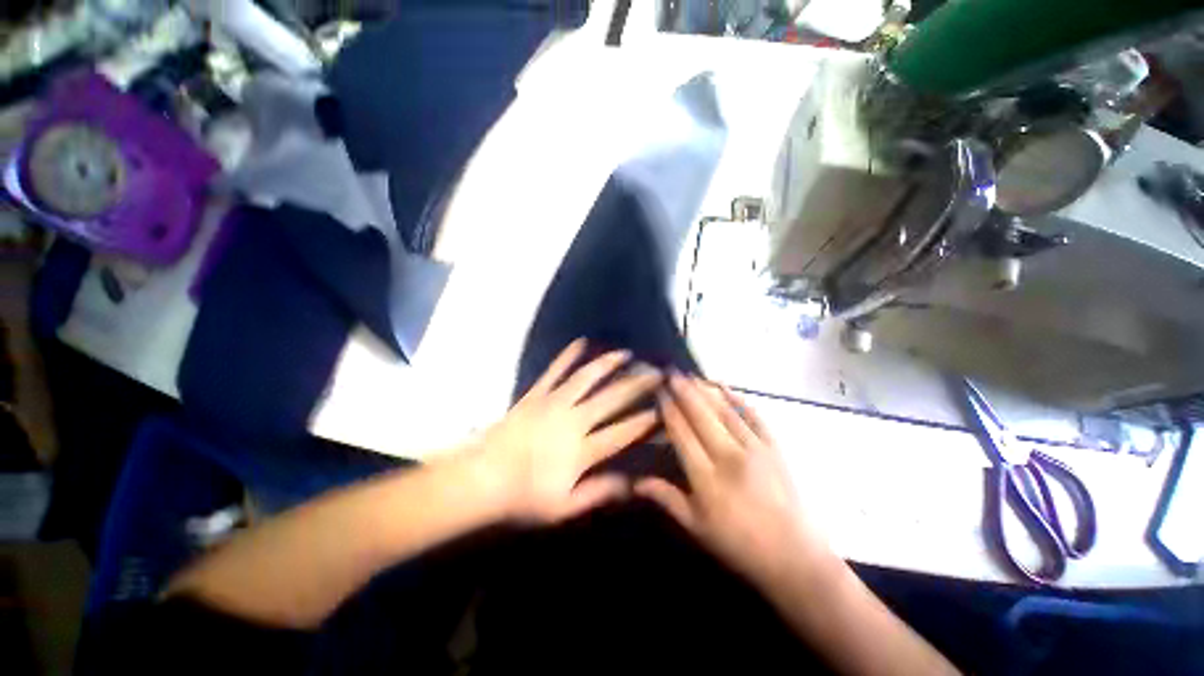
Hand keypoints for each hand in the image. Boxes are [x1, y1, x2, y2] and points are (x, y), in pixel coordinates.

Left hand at [468, 339, 660, 523]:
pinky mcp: (536, 394)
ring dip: (608, 364)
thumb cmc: (522, 497)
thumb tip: (633, 484)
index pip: (623, 432)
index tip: (665, 408)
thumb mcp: (564, 507)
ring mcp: (553, 403)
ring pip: (586, 378)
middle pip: (611, 399)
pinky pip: (554, 371)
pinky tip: (581, 341)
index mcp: (581, 451)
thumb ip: (600, 492)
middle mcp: (572, 420)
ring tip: (626, 353)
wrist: (480, 478)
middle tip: (656, 372)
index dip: (646, 420)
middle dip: (637, 385)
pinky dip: (567, 355)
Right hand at [636, 373, 826, 585]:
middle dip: (684, 392)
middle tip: (672, 373)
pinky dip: (738, 398)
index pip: (682, 433)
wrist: (794, 558)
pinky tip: (725, 386)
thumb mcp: (696, 527)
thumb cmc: (739, 545)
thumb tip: (635, 482)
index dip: (669, 410)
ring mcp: (754, 449)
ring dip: (706, 390)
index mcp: (706, 477)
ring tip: (691, 375)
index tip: (660, 392)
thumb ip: (666, 498)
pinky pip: (754, 416)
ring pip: (724, 411)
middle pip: (701, 416)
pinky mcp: (774, 447)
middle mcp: (728, 456)